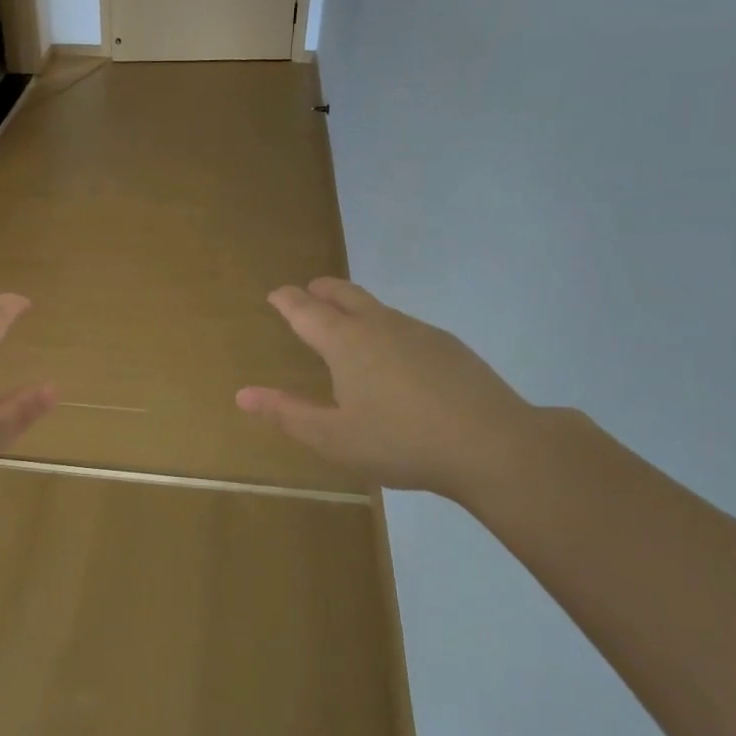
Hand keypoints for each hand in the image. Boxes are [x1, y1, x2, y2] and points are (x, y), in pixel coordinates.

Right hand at [236, 278, 537, 502]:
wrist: (493, 445)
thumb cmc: (401, 442)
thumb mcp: (333, 438)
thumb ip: (287, 413)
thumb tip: (243, 394)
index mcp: (346, 342)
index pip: (306, 310)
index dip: (287, 300)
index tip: (276, 294)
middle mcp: (380, 326)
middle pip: (345, 295)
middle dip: (323, 290)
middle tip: (310, 290)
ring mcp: (419, 332)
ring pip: (378, 308)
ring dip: (355, 306)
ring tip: (348, 322)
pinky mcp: (449, 347)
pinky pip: (405, 326)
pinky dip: (386, 328)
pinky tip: (395, 356)